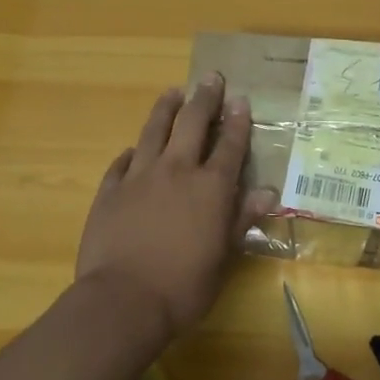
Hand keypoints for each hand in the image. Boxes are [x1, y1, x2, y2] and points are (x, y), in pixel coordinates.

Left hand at [75, 74, 276, 339]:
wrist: (122, 301)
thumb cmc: (184, 286)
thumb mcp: (224, 256)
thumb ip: (242, 218)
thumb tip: (268, 192)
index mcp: (210, 187)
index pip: (230, 144)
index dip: (237, 120)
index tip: (240, 99)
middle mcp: (177, 170)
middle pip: (192, 122)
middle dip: (204, 98)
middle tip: (210, 78)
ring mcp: (140, 176)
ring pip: (154, 130)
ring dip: (166, 108)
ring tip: (173, 92)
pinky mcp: (110, 189)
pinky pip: (122, 161)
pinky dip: (132, 152)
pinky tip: (134, 149)